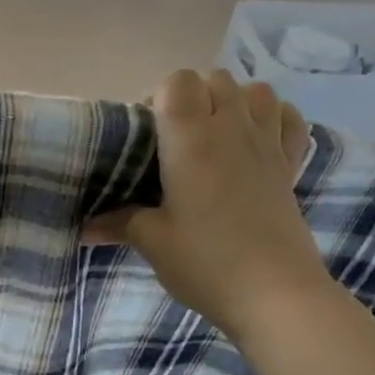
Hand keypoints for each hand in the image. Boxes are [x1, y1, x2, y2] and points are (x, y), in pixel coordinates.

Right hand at [83, 70, 330, 341]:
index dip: (158, 95)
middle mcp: (231, 129)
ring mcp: (267, 145)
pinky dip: (272, 118)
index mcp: (191, 140)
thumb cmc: (206, 262)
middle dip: (191, 96)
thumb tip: (83, 228)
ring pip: (255, 91)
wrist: (275, 295)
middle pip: (214, 79)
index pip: (177, 82)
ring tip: (214, 134)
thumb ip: (118, 223)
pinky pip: (288, 119)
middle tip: (173, 137)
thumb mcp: (153, 242)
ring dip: (232, 100)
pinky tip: (255, 141)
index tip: (147, 131)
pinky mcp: (290, 166)